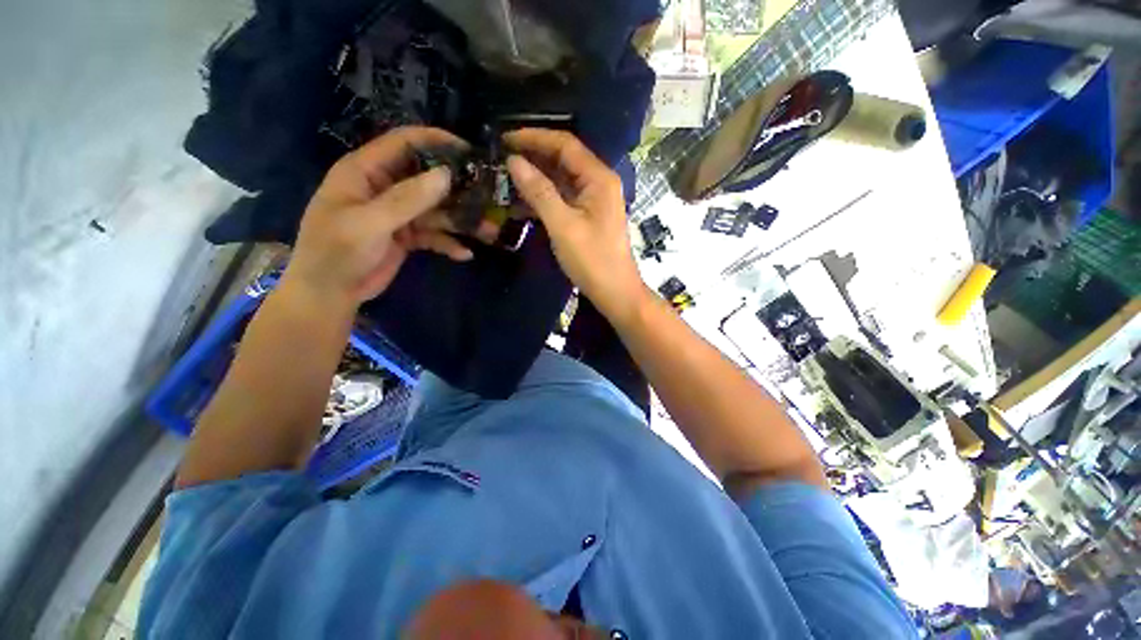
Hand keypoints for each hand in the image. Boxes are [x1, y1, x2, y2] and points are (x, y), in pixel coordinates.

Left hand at [283, 126, 476, 306]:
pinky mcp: (408, 235)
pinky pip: (434, 235)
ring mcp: (398, 213)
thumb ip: (407, 199)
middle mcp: (385, 187)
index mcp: (366, 171)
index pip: (404, 144)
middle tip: (489, 194)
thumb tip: (446, 174)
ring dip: (460, 221)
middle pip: (427, 179)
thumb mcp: (370, 223)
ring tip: (489, 231)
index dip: (435, 141)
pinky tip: (464, 254)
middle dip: (457, 188)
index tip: (469, 151)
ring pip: (436, 210)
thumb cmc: (337, 252)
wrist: (331, 293)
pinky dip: (449, 243)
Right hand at [505, 128, 647, 320]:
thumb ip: (539, 192)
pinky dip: (544, 198)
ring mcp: (594, 200)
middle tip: (501, 158)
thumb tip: (514, 161)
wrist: (615, 292)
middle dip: (533, 157)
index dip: (534, 137)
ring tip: (506, 179)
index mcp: (599, 178)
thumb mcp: (563, 226)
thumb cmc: (592, 261)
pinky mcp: (588, 216)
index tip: (505, 138)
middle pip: (564, 159)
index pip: (565, 145)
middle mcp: (599, 183)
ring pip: (562, 180)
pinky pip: (564, 198)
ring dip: (536, 178)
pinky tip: (522, 202)